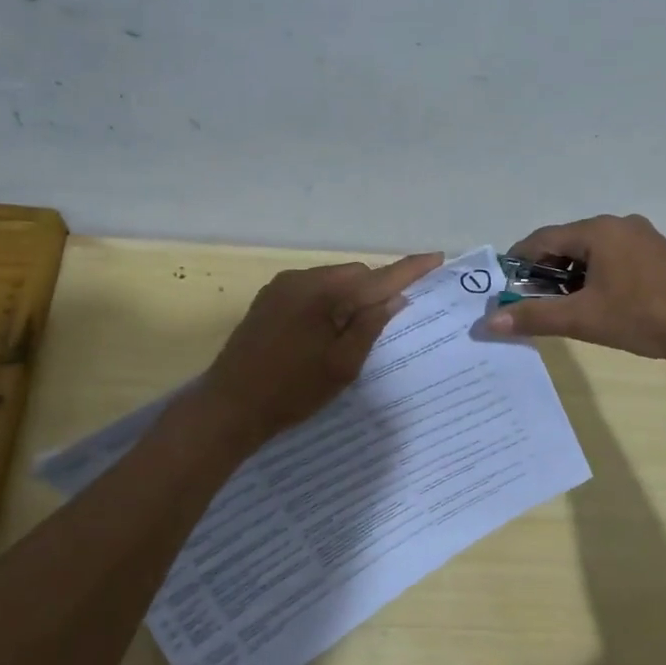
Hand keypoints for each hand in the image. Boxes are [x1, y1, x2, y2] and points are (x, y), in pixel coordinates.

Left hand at [198, 252, 442, 445]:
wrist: (229, 406)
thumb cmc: (292, 391)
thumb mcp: (343, 366)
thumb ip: (371, 326)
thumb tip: (394, 298)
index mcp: (324, 294)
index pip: (378, 277)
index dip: (409, 269)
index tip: (436, 257)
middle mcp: (302, 279)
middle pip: (355, 274)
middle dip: (376, 289)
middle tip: (391, 317)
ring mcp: (281, 287)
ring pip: (332, 280)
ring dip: (350, 296)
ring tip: (355, 330)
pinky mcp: (268, 299)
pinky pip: (311, 289)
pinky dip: (328, 301)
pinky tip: (327, 328)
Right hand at [481, 214, 665, 364]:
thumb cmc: (644, 316)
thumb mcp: (583, 319)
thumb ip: (535, 317)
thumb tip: (489, 322)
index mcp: (598, 231)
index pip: (542, 239)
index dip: (518, 262)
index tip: (504, 287)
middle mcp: (619, 225)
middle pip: (567, 243)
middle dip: (545, 272)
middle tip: (533, 302)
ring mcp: (643, 237)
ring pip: (592, 252)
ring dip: (572, 276)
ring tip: (565, 307)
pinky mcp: (659, 254)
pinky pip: (614, 258)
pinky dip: (597, 276)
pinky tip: (599, 303)